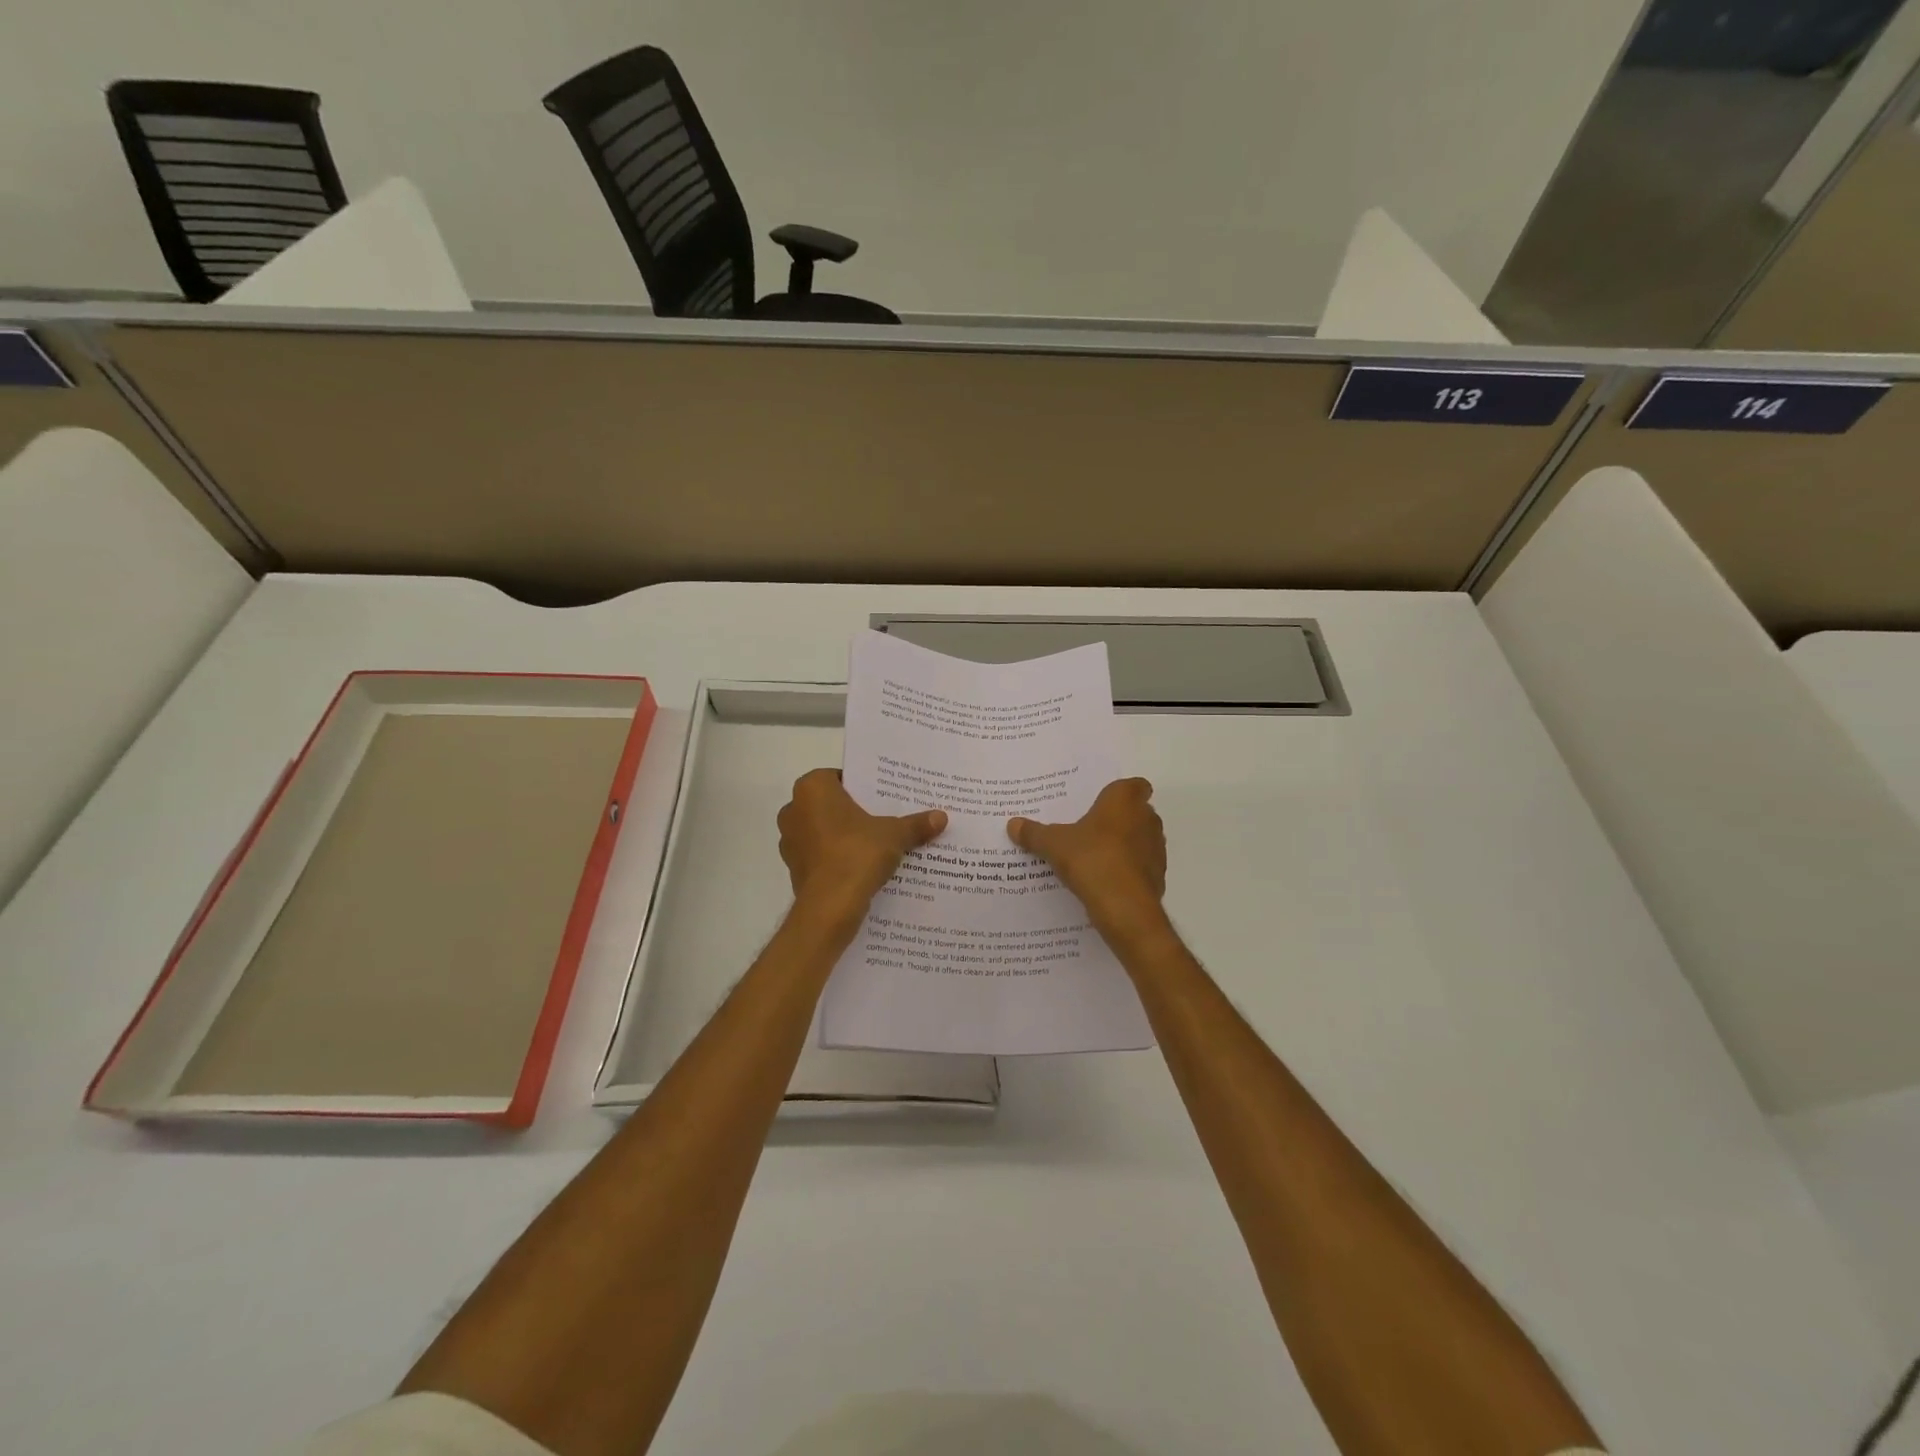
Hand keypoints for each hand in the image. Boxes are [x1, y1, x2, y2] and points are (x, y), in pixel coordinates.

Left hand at [778, 769, 946, 927]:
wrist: (830, 906)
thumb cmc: (857, 853)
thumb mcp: (894, 835)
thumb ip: (915, 824)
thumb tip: (941, 817)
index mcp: (812, 788)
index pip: (840, 777)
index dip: (863, 787)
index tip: (883, 798)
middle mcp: (794, 809)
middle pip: (831, 804)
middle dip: (854, 812)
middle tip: (884, 818)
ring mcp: (790, 841)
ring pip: (824, 830)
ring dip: (845, 836)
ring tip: (877, 844)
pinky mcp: (794, 868)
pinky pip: (820, 855)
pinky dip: (837, 858)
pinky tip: (862, 866)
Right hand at [1008, 778, 1168, 947]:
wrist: (1124, 906)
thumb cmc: (1091, 858)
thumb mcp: (1053, 844)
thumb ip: (1034, 833)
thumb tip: (1012, 824)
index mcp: (1124, 800)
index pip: (1135, 785)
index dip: (1122, 792)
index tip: (1104, 802)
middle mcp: (1147, 819)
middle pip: (1138, 812)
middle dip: (1119, 819)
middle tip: (1091, 828)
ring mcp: (1156, 848)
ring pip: (1142, 840)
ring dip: (1125, 845)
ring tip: (1096, 856)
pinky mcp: (1158, 876)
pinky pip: (1141, 867)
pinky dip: (1128, 870)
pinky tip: (1106, 881)